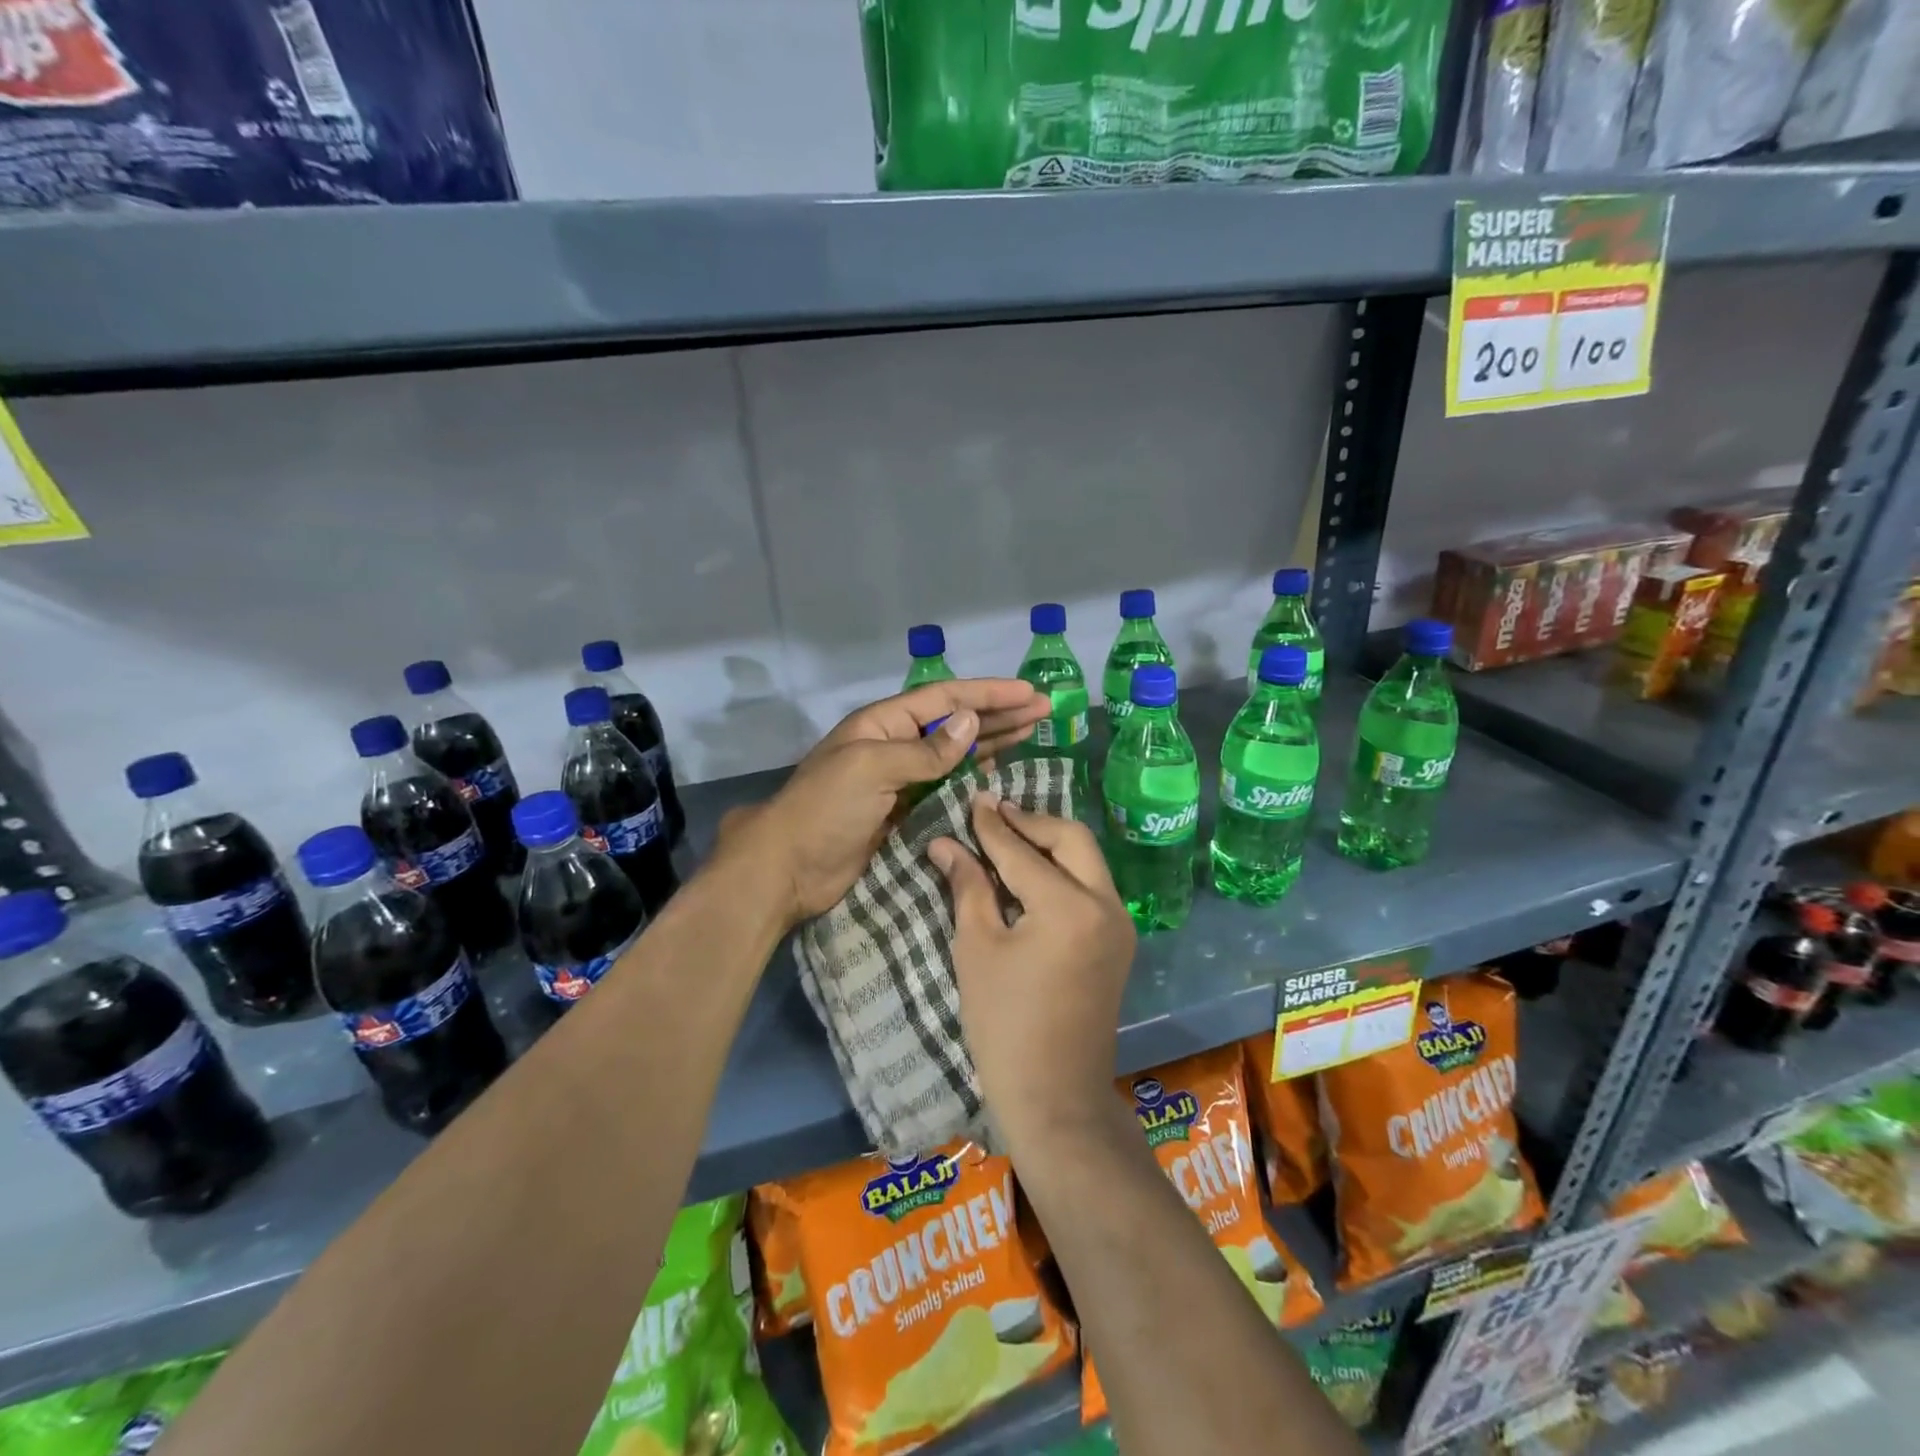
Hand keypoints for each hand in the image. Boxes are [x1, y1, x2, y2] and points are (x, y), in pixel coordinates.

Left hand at [718, 679, 1047, 928]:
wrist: (789, 868)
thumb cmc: (826, 809)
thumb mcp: (872, 769)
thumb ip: (925, 750)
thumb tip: (971, 722)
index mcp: (883, 723)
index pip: (945, 699)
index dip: (988, 693)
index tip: (1028, 692)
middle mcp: (894, 744)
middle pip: (955, 722)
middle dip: (998, 715)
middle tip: (1043, 712)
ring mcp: (900, 779)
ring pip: (954, 753)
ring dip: (991, 742)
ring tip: (1030, 734)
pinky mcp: (904, 811)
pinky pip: (946, 786)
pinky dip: (973, 777)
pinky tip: (997, 771)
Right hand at [929, 797, 1135, 1149]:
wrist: (1056, 1095)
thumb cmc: (1004, 1024)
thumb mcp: (977, 949)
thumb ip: (967, 887)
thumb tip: (945, 843)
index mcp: (1068, 907)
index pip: (1022, 851)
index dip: (991, 825)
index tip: (972, 799)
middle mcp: (1105, 904)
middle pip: (1071, 839)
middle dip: (1032, 821)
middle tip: (994, 813)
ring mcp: (1119, 923)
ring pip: (1087, 859)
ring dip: (1050, 842)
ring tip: (1010, 834)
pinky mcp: (1119, 941)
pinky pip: (1092, 885)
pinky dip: (1064, 869)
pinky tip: (1032, 872)